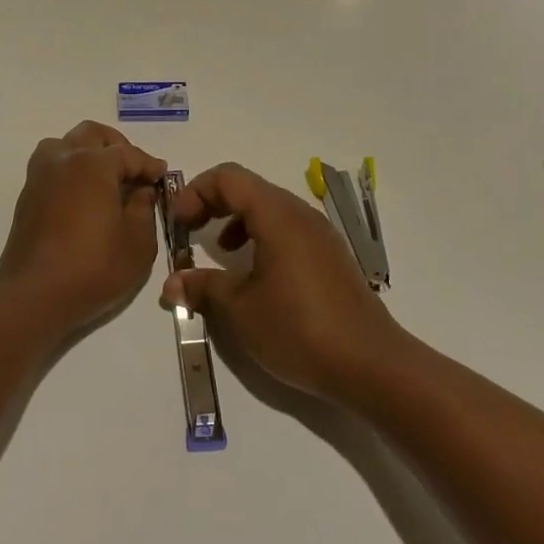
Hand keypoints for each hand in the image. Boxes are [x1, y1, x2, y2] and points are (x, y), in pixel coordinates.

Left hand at [0, 121, 165, 335]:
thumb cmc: (93, 268)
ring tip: (105, 178)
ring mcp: (40, 176)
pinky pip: (51, 166)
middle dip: (117, 146)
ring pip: (65, 144)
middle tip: (133, 170)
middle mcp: (63, 159)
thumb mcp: (138, 243)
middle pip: (92, 134)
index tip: (161, 175)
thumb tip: (142, 191)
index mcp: (93, 164)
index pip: (128, 153)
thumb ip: (145, 209)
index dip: (148, 164)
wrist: (34, 296)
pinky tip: (84, 196)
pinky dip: (70, 170)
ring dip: (87, 152)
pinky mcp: (27, 196)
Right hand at [159, 163, 404, 398]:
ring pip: (268, 208)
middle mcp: (300, 214)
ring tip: (219, 250)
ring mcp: (319, 233)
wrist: (371, 365)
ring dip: (236, 219)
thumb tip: (172, 283)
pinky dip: (261, 235)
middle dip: (212, 203)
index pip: (228, 178)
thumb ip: (203, 288)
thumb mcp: (240, 311)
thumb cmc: (299, 330)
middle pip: (248, 188)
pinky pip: (287, 228)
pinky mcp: (330, 255)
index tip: (179, 223)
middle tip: (189, 231)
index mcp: (277, 215)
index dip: (196, 192)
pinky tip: (254, 271)